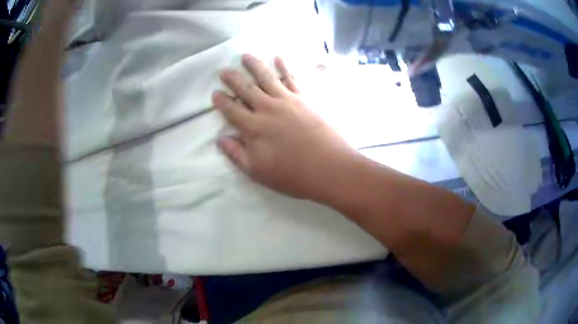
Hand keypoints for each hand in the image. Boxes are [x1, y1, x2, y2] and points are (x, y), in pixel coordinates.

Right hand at [213, 54, 358, 200]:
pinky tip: (278, 57)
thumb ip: (236, 154)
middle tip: (224, 70)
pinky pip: (292, 78)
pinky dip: (284, 66)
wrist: (329, 167)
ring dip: (254, 65)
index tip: (215, 93)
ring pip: (266, 78)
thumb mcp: (257, 171)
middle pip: (245, 89)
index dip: (221, 101)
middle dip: (232, 79)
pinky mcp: (304, 98)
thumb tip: (220, 139)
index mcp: (253, 128)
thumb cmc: (292, 174)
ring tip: (245, 56)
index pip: (231, 110)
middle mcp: (267, 109)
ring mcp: (287, 100)